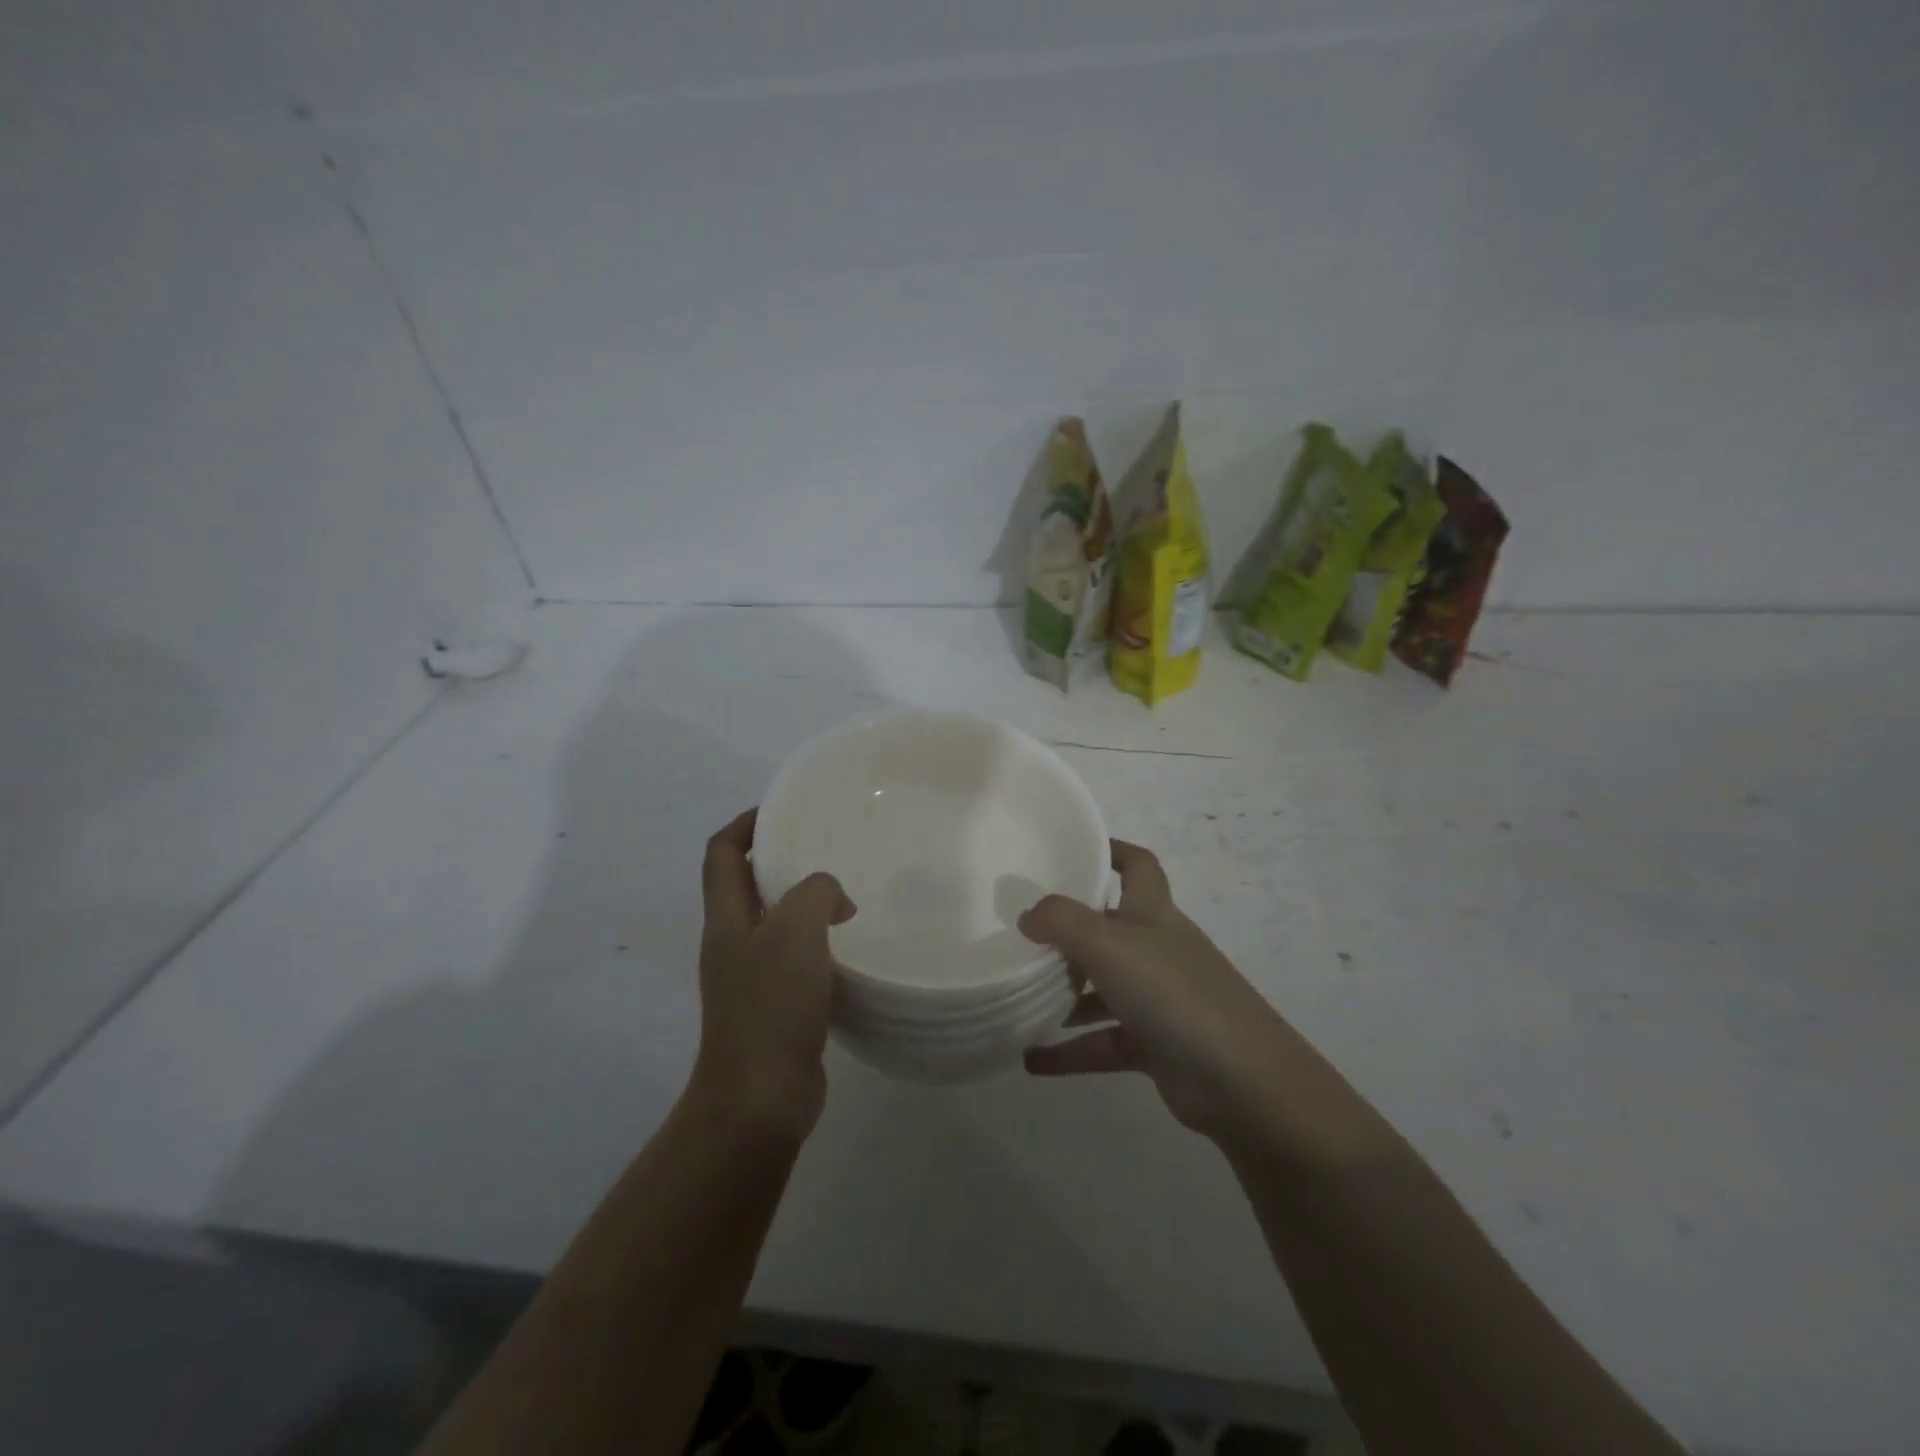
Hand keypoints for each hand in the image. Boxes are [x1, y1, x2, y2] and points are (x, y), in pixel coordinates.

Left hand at [694, 809, 855, 1137]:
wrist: (760, 1098)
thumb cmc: (770, 1006)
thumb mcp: (795, 931)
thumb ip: (816, 893)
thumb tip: (834, 900)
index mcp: (726, 920)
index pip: (721, 854)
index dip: (744, 824)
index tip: (782, 811)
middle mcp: (733, 944)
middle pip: (746, 885)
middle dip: (779, 860)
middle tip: (826, 847)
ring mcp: (751, 978)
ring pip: (774, 922)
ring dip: (803, 903)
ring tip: (847, 892)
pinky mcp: (775, 1007)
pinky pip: (795, 958)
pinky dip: (818, 942)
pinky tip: (851, 946)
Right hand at [1020, 841, 1289, 1137]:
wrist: (1239, 1079)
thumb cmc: (1171, 992)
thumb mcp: (1108, 943)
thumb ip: (1061, 921)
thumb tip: (1028, 915)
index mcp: (1153, 913)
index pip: (1138, 866)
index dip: (1111, 851)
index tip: (1072, 852)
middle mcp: (1157, 950)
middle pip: (1110, 929)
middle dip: (1069, 932)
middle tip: (1022, 934)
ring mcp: (1159, 999)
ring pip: (1103, 989)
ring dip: (1064, 995)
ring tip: (1017, 997)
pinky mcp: (1156, 1046)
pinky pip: (1103, 1042)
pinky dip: (1070, 1050)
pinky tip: (1032, 1060)